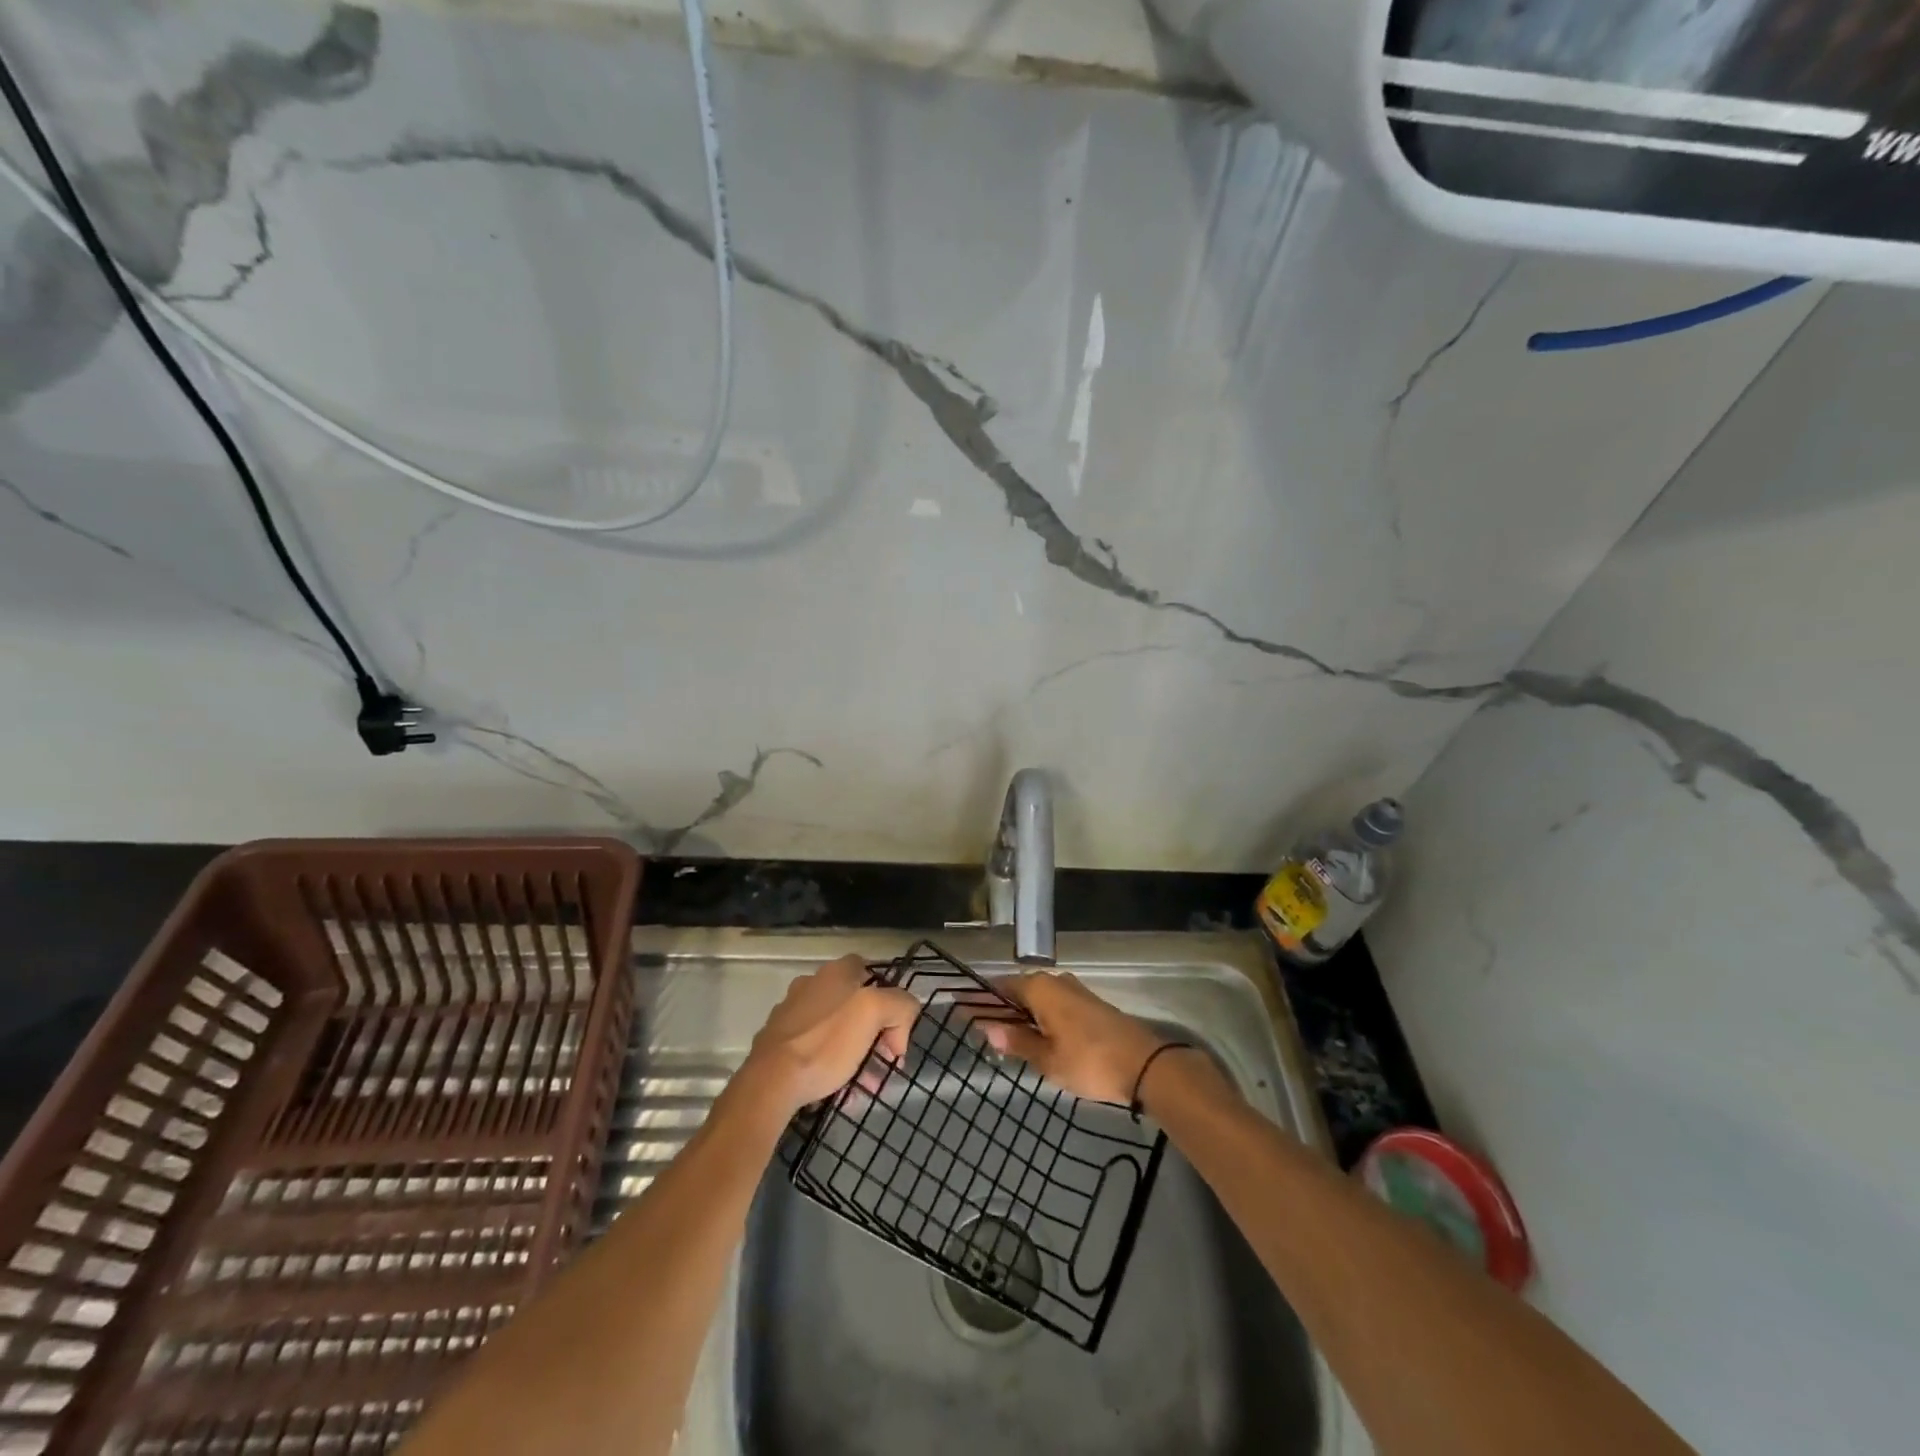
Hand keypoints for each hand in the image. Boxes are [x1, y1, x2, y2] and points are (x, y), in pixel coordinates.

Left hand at [743, 955, 920, 1115]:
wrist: (770, 1082)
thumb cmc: (826, 1043)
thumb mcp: (875, 1013)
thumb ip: (899, 1006)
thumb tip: (899, 1026)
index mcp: (834, 972)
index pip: (870, 970)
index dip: (889, 998)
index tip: (894, 1032)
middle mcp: (811, 985)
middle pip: (854, 1004)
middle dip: (874, 1033)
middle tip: (883, 1064)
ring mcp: (791, 1013)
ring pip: (835, 1030)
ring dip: (855, 1053)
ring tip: (865, 1086)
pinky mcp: (777, 1043)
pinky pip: (815, 1050)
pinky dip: (830, 1066)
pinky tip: (839, 1090)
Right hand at [980, 972, 1168, 1104]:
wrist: (1145, 1064)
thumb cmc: (1089, 1060)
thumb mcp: (1047, 1058)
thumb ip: (1017, 1041)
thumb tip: (987, 1028)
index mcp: (1039, 988)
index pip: (998, 987)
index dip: (979, 1000)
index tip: (959, 1010)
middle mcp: (1054, 981)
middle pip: (1017, 991)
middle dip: (997, 1008)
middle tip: (976, 1028)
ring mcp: (1073, 991)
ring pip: (1035, 999)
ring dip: (1018, 1014)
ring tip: (1000, 1036)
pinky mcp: (1087, 1005)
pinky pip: (1051, 1006)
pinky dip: (1037, 1018)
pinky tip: (1032, 1037)